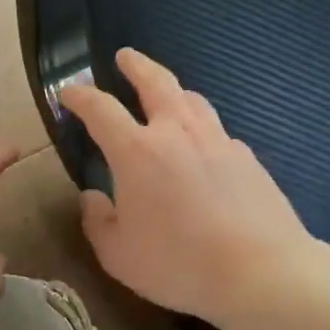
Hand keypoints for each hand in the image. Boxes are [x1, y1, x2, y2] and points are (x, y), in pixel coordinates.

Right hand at [60, 49, 315, 327]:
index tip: (68, 91)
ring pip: (193, 100)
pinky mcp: (248, 159)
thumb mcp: (118, 254)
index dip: (80, 96)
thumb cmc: (178, 264)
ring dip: (174, 91)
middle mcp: (177, 133)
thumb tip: (92, 197)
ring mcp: (218, 141)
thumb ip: (97, 221)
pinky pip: (218, 132)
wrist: (261, 273)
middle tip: (125, 56)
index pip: (101, 109)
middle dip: (137, 65)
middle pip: (156, 83)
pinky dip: (202, 129)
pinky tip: (204, 149)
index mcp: (137, 152)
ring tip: (167, 94)